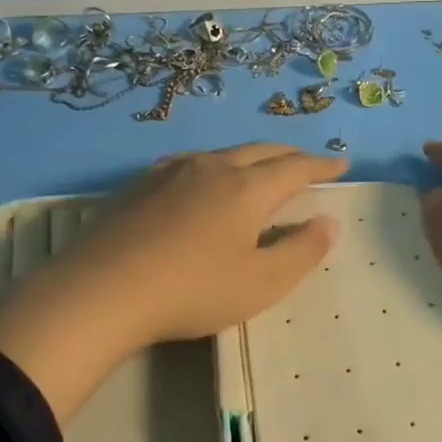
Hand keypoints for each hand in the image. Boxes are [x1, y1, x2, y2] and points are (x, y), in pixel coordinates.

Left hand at [0, 144, 345, 420]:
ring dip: (250, 157)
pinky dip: (213, 165)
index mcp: (247, 188)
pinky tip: (201, 178)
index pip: (296, 167)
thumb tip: (329, 222)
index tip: (341, 163)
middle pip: (260, 151)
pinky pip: (189, 163)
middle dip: (289, 154)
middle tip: (306, 162)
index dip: (322, 165)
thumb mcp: (262, 283)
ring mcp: (170, 172)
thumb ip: (302, 251)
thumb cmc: (192, 290)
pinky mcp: (139, 185)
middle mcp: (212, 167)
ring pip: (222, 153)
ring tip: (259, 168)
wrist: (99, 291)